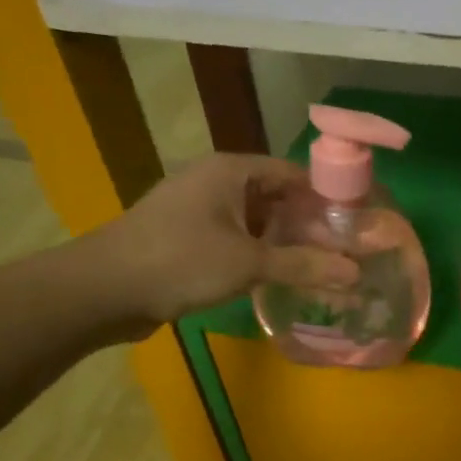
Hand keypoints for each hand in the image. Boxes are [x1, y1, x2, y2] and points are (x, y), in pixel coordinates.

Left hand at [73, 154, 357, 333]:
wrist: (103, 290)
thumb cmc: (179, 262)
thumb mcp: (248, 263)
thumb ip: (304, 266)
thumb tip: (356, 273)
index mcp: (231, 170)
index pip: (294, 173)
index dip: (328, 196)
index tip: (357, 224)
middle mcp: (216, 181)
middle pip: (277, 196)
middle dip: (310, 224)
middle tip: (345, 251)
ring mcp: (199, 209)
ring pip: (256, 220)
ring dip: (285, 242)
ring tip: (322, 267)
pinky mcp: (188, 236)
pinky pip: (236, 238)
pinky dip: (260, 253)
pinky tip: (281, 277)